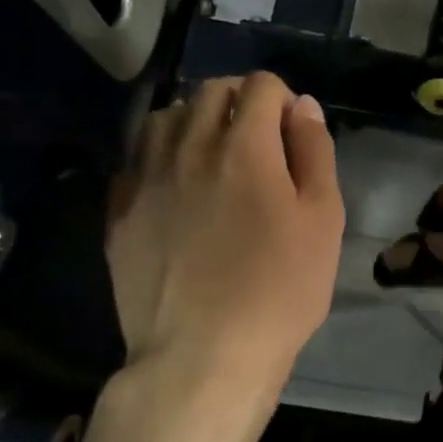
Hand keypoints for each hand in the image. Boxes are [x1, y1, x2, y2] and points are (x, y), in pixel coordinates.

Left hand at [105, 72, 343, 398]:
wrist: (204, 355)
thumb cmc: (280, 289)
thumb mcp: (323, 220)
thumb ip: (315, 152)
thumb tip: (302, 106)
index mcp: (245, 147)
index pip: (260, 85)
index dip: (283, 99)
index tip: (292, 133)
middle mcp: (189, 147)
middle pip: (210, 91)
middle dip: (240, 102)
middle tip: (259, 144)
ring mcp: (146, 178)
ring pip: (165, 117)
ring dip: (194, 121)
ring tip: (213, 157)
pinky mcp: (119, 212)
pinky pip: (136, 159)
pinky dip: (160, 157)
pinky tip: (177, 188)